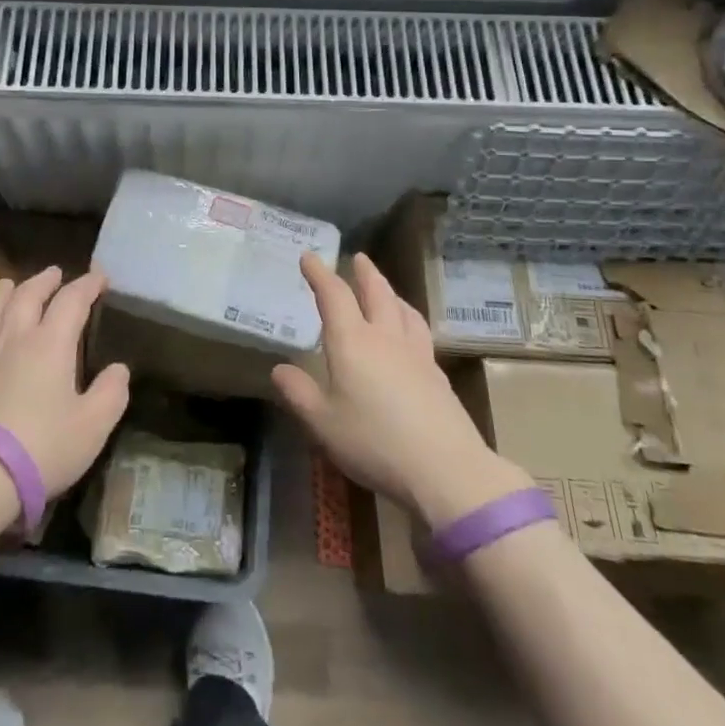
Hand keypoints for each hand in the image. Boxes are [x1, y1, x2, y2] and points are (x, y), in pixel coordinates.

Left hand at [0, 266, 129, 499]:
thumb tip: (119, 369)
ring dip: (5, 292)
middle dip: (45, 281)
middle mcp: (15, 338)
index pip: (71, 301)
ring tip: (11, 284)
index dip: (87, 285)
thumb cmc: (43, 447)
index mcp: (51, 343)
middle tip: (55, 273)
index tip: (100, 277)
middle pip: (28, 295)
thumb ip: (111, 393)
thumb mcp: (93, 425)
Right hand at [272, 252, 530, 529]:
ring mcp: (416, 354)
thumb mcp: (323, 422)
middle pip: (377, 293)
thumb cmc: (374, 441)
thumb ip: (299, 393)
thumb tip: (279, 369)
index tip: (309, 257)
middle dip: (364, 273)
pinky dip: (408, 319)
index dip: (320, 274)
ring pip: (403, 310)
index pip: (334, 295)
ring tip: (386, 290)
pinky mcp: (437, 375)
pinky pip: (419, 332)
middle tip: (359, 258)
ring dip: (391, 293)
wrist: (445, 468)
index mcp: (353, 341)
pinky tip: (410, 334)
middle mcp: (385, 338)